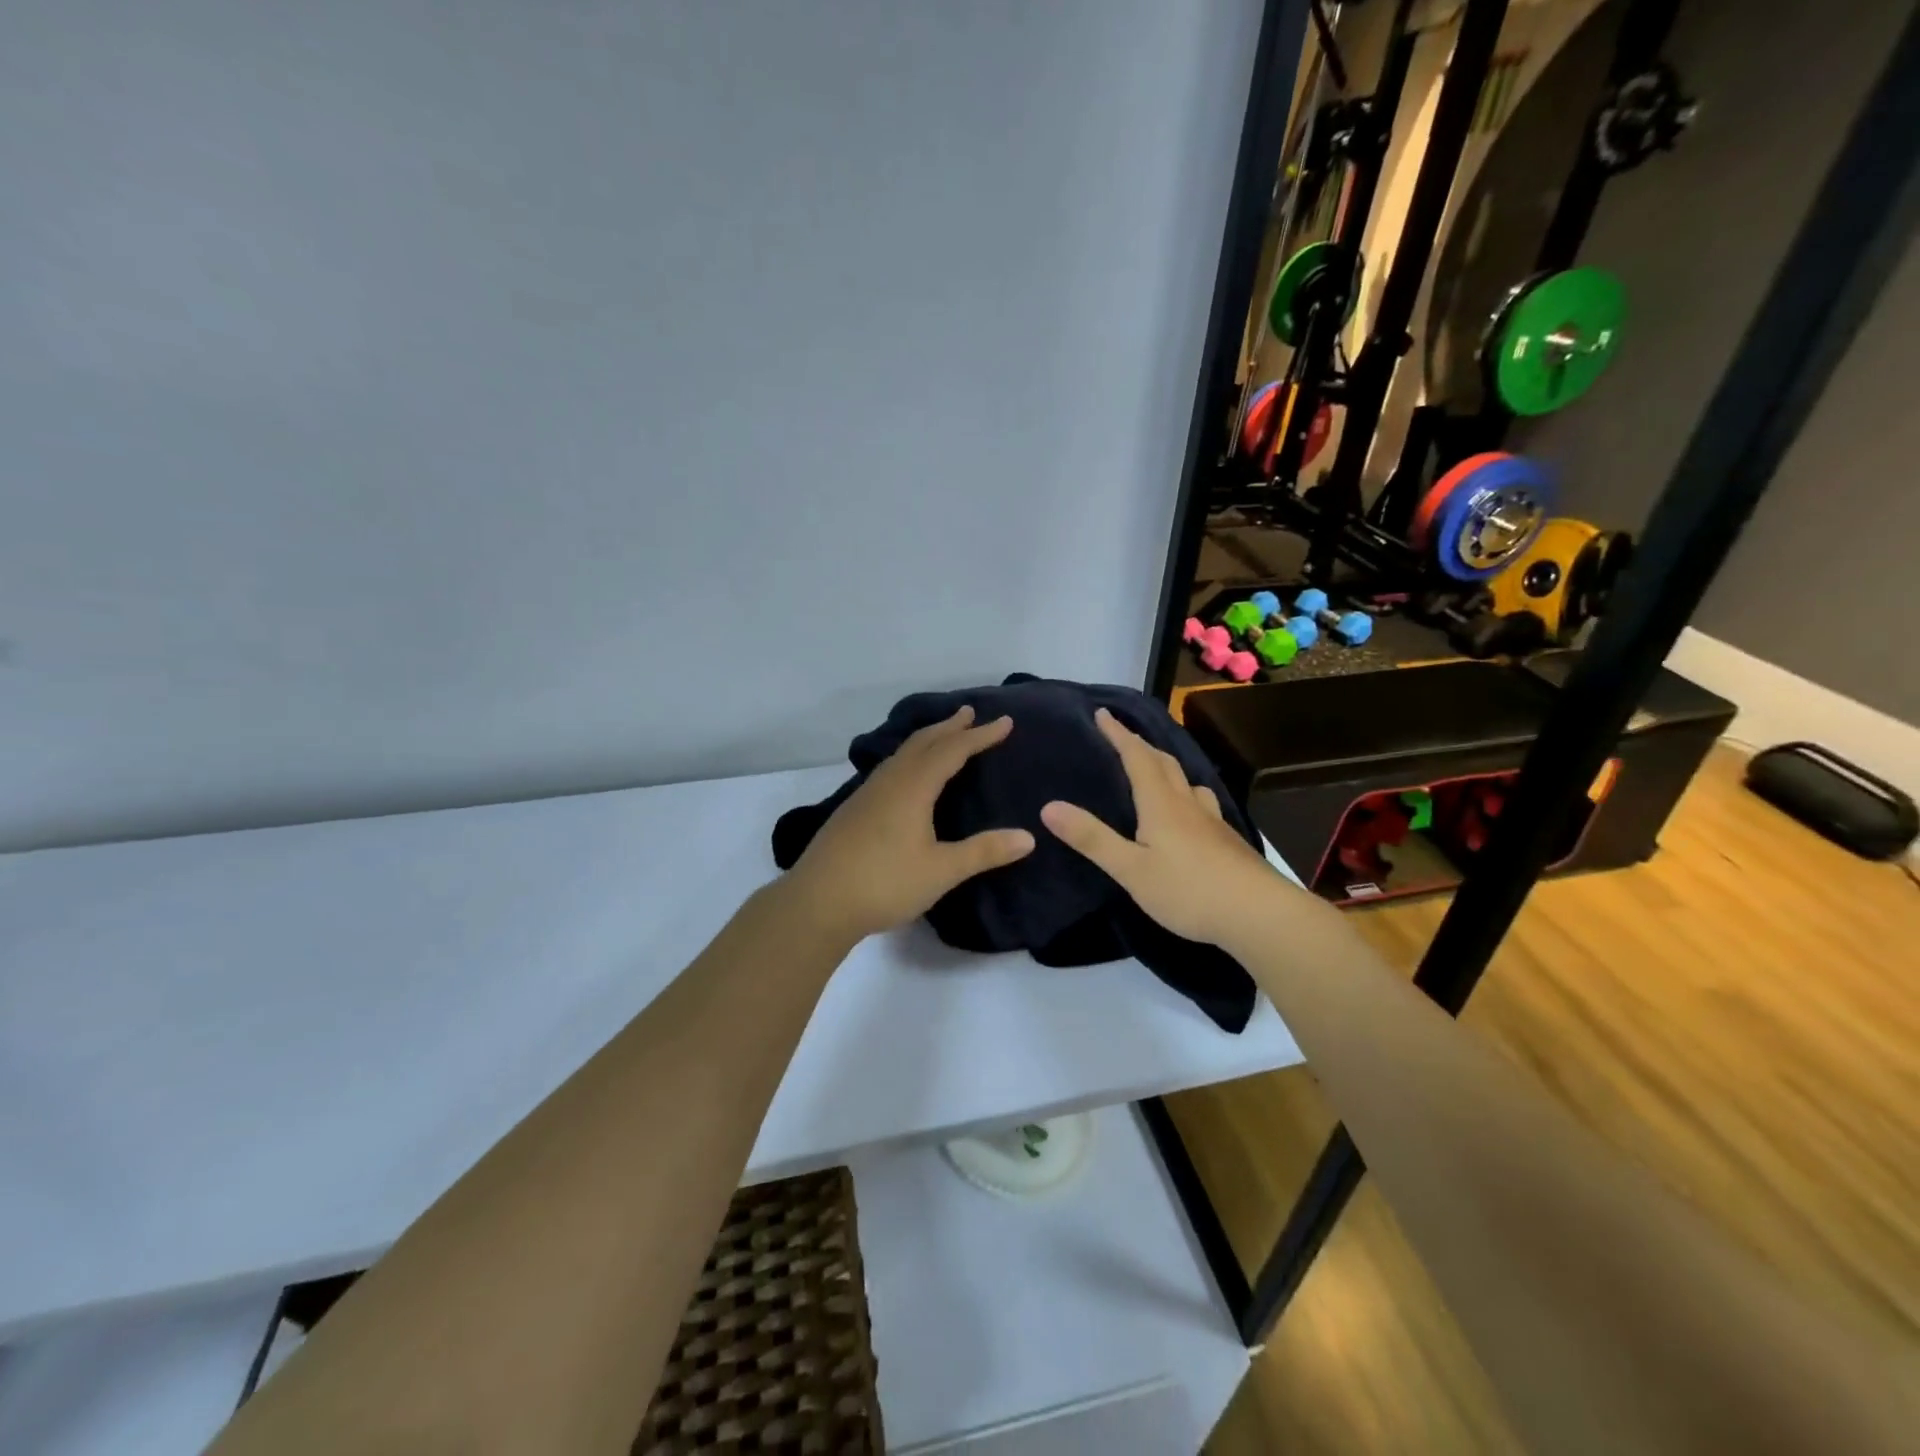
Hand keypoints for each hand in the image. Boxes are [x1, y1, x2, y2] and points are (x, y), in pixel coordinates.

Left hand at [784, 706, 1035, 943]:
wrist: (817, 902)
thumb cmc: (884, 883)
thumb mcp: (941, 871)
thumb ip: (984, 852)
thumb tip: (1029, 837)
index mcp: (913, 787)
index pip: (952, 750)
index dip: (980, 735)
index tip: (1005, 721)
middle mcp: (889, 781)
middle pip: (923, 742)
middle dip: (949, 726)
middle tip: (970, 712)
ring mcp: (867, 793)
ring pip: (902, 753)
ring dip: (927, 739)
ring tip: (943, 735)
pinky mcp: (854, 809)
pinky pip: (890, 768)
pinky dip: (909, 757)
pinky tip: (907, 775)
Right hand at [1040, 707, 1285, 946]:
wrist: (1258, 913)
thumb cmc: (1188, 890)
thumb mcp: (1130, 869)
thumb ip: (1092, 838)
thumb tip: (1049, 806)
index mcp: (1160, 804)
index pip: (1137, 757)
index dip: (1119, 734)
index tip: (1103, 713)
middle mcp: (1187, 803)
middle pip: (1163, 763)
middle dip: (1140, 745)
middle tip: (1122, 736)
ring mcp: (1211, 821)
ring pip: (1186, 781)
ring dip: (1166, 767)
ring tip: (1155, 769)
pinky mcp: (1226, 841)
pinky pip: (1200, 803)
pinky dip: (1185, 794)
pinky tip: (1189, 813)